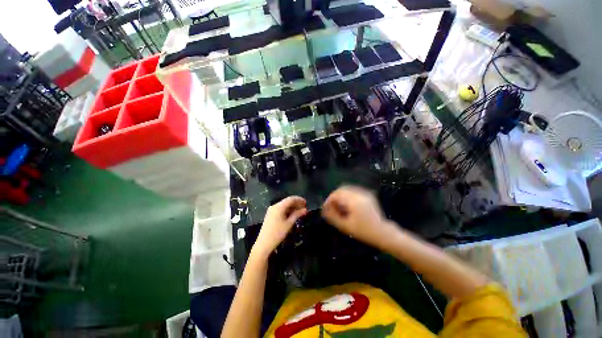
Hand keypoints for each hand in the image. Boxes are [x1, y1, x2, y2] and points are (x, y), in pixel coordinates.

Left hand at [252, 196, 307, 258]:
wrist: (264, 244)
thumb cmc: (277, 233)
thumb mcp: (289, 224)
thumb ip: (297, 215)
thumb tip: (305, 210)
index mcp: (279, 206)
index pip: (291, 199)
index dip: (299, 199)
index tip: (306, 203)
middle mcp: (275, 206)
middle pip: (287, 201)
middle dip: (296, 203)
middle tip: (305, 208)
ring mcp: (272, 210)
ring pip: (284, 206)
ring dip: (292, 207)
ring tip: (300, 212)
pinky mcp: (271, 215)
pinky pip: (281, 210)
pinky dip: (288, 211)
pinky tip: (293, 215)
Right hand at [322, 186, 399, 249]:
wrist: (383, 233)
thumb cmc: (364, 231)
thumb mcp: (345, 226)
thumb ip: (333, 217)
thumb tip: (324, 210)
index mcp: (354, 200)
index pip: (336, 194)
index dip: (329, 200)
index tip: (325, 208)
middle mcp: (359, 193)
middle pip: (341, 189)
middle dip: (334, 197)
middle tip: (331, 208)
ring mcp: (365, 193)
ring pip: (347, 189)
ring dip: (340, 196)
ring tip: (339, 207)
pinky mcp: (367, 195)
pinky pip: (353, 191)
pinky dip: (347, 196)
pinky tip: (347, 206)